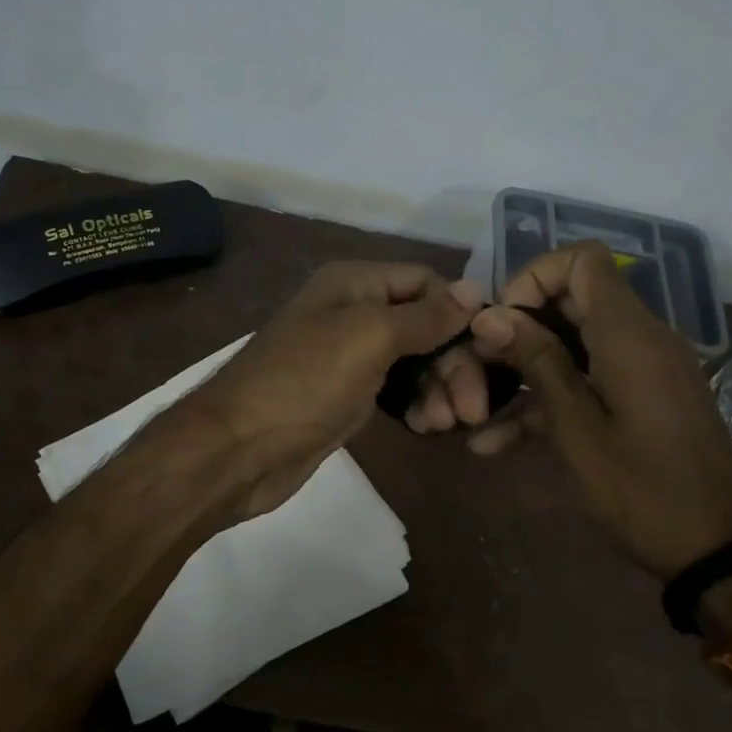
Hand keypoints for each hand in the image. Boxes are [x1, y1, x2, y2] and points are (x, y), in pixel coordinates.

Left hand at [176, 261, 481, 520]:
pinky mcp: (348, 394)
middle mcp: (353, 311)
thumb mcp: (368, 337)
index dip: (459, 312)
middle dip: (453, 363)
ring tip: (446, 424)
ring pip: (415, 361)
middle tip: (472, 409)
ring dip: (438, 388)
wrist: (240, 449)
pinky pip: (397, 390)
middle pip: (425, 325)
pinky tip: (426, 426)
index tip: (491, 350)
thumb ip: (423, 316)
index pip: (426, 282)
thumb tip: (473, 290)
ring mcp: (350, 355)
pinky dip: (416, 404)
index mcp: (354, 282)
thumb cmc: (305, 382)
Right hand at [456, 241, 731, 578]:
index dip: (534, 277)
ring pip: (573, 342)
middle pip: (572, 300)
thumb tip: (491, 314)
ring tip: (476, 408)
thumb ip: (537, 363)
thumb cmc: (642, 490)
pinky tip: (497, 442)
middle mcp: (641, 338)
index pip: (582, 260)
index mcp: (628, 336)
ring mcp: (644, 368)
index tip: (503, 322)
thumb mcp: (577, 428)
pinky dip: (550, 397)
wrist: (717, 551)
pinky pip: (590, 377)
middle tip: (482, 367)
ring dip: (526, 368)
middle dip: (519, 327)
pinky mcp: (643, 396)